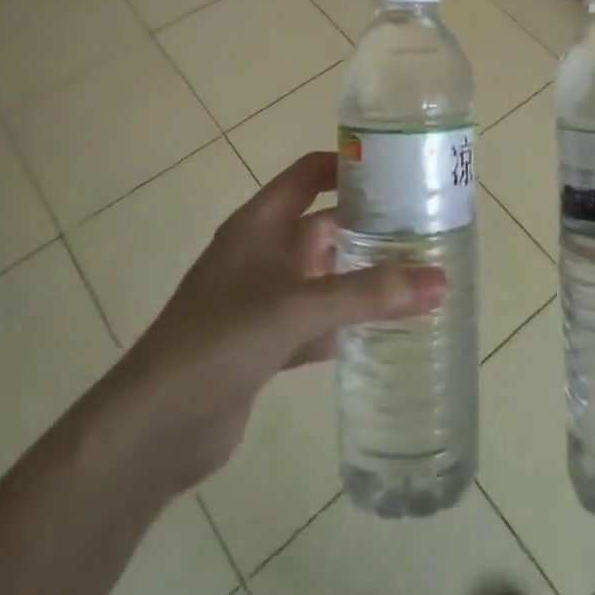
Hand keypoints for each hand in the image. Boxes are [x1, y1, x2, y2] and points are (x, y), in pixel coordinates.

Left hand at [117, 152, 444, 493]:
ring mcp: (262, 300)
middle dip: (368, 226)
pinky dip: (346, 324)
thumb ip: (368, 294)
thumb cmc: (220, 341)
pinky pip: (317, 322)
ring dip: (361, 277)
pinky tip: (385, 331)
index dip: (348, 166)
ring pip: (324, 276)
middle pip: (323, 225)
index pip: (308, 174)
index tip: (399, 170)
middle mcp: (262, 254)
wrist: (154, 429)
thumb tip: (440, 280)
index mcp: (259, 225)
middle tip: (425, 229)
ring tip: (417, 276)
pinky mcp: (266, 343)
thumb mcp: (297, 308)